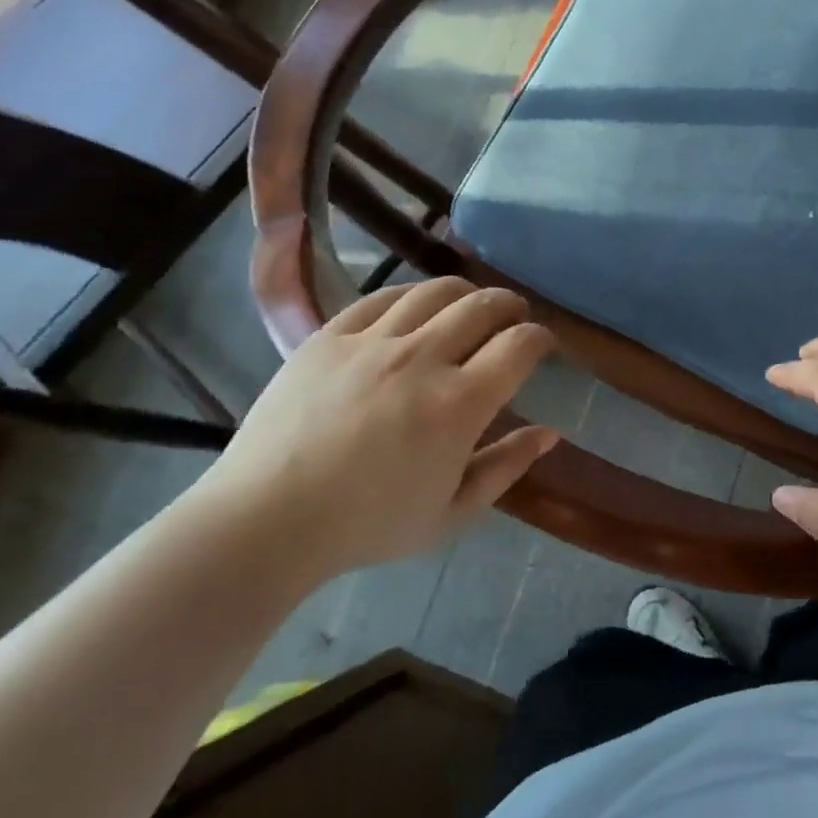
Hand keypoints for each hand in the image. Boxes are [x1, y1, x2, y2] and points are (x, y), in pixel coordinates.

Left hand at [194, 278, 559, 584]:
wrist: (267, 519)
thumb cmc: (367, 525)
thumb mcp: (452, 512)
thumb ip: (506, 467)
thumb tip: (550, 433)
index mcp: (458, 405)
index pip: (519, 346)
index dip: (540, 338)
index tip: (541, 345)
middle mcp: (421, 359)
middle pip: (483, 306)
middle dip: (510, 306)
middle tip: (513, 318)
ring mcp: (372, 342)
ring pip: (435, 292)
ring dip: (466, 293)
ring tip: (471, 305)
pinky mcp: (330, 336)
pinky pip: (383, 298)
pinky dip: (412, 295)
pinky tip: (417, 307)